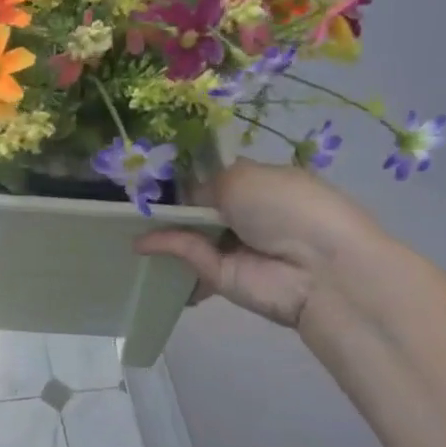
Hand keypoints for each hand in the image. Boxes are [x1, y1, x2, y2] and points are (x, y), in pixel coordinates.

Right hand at [136, 158, 386, 327]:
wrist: (319, 268)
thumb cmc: (287, 206)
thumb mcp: (241, 177)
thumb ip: (202, 185)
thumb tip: (185, 201)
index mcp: (260, 182)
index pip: (216, 177)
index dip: (187, 174)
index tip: (152, 171)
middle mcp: (247, 214)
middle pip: (199, 206)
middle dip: (170, 201)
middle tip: (132, 193)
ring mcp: (233, 246)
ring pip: (189, 233)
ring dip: (161, 228)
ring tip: (126, 219)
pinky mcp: (220, 275)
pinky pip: (187, 256)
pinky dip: (163, 248)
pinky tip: (140, 244)